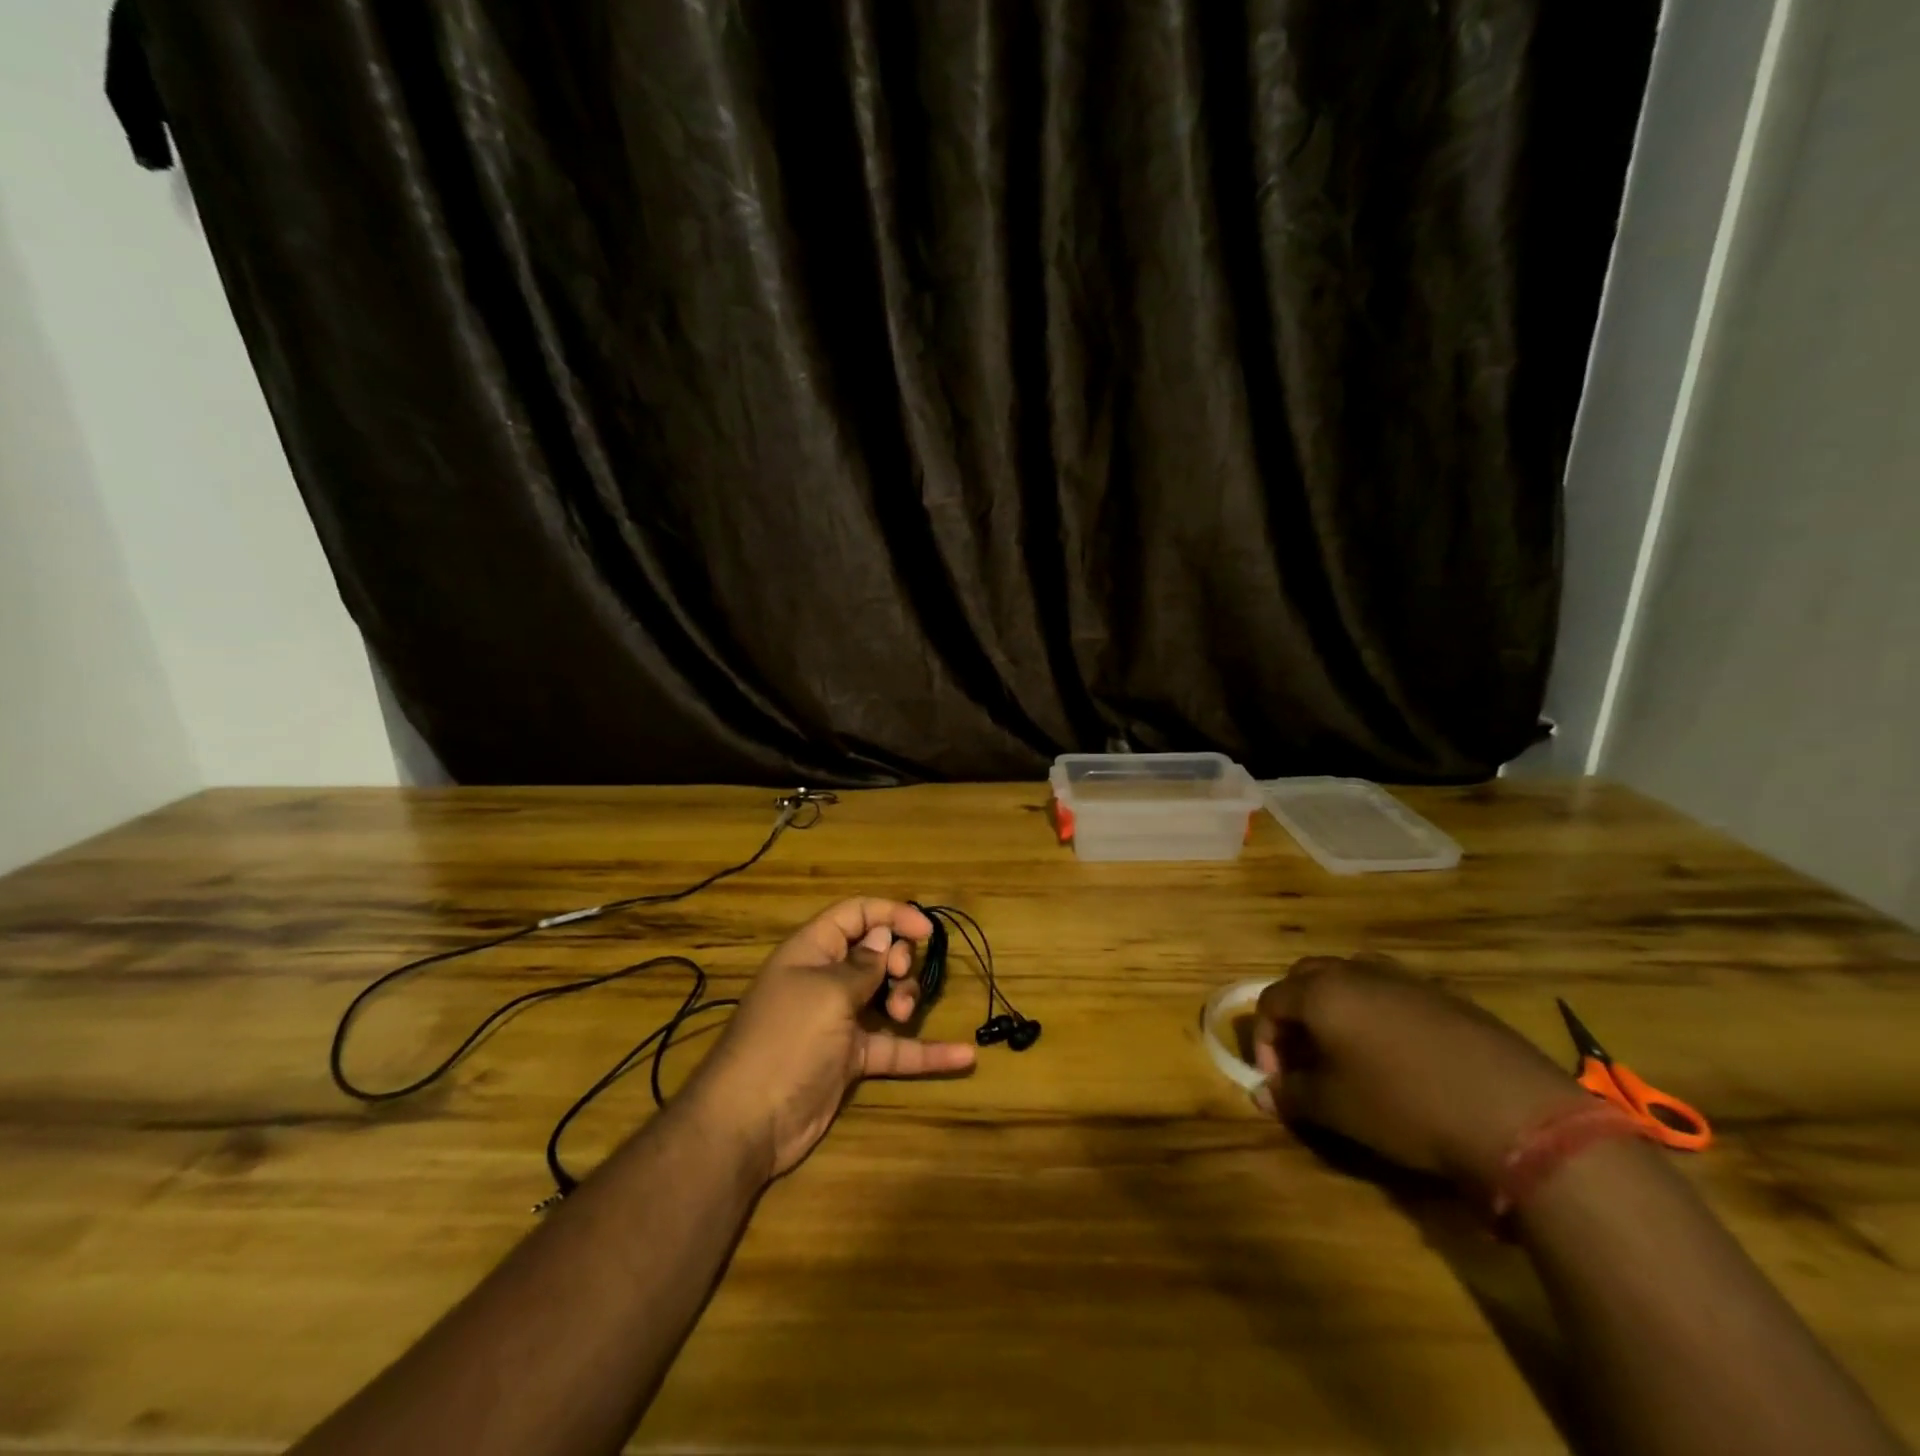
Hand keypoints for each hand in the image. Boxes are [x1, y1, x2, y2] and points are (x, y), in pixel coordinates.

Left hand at [686, 898, 976, 1181]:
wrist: (748, 1122)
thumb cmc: (786, 1040)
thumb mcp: (827, 992)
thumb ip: (863, 965)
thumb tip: (884, 939)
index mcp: (812, 950)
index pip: (855, 914)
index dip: (891, 914)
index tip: (925, 931)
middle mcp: (827, 980)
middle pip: (877, 953)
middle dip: (900, 960)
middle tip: (899, 979)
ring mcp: (840, 1020)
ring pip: (887, 996)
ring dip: (907, 999)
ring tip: (902, 1014)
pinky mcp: (851, 1058)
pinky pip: (895, 1048)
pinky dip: (926, 1052)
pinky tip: (964, 1057)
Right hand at [1250, 954, 1587, 1190]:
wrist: (1517, 1114)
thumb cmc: (1406, 1107)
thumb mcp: (1337, 1109)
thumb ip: (1292, 1095)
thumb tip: (1261, 1094)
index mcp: (1321, 992)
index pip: (1270, 1002)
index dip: (1265, 1041)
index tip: (1279, 1081)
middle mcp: (1355, 971)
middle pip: (1306, 979)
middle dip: (1296, 1016)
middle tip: (1305, 1058)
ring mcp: (1403, 977)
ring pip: (1351, 979)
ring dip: (1337, 1008)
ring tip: (1348, 1052)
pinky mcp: (1445, 994)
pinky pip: (1392, 992)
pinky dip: (1378, 1014)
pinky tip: (1399, 1056)